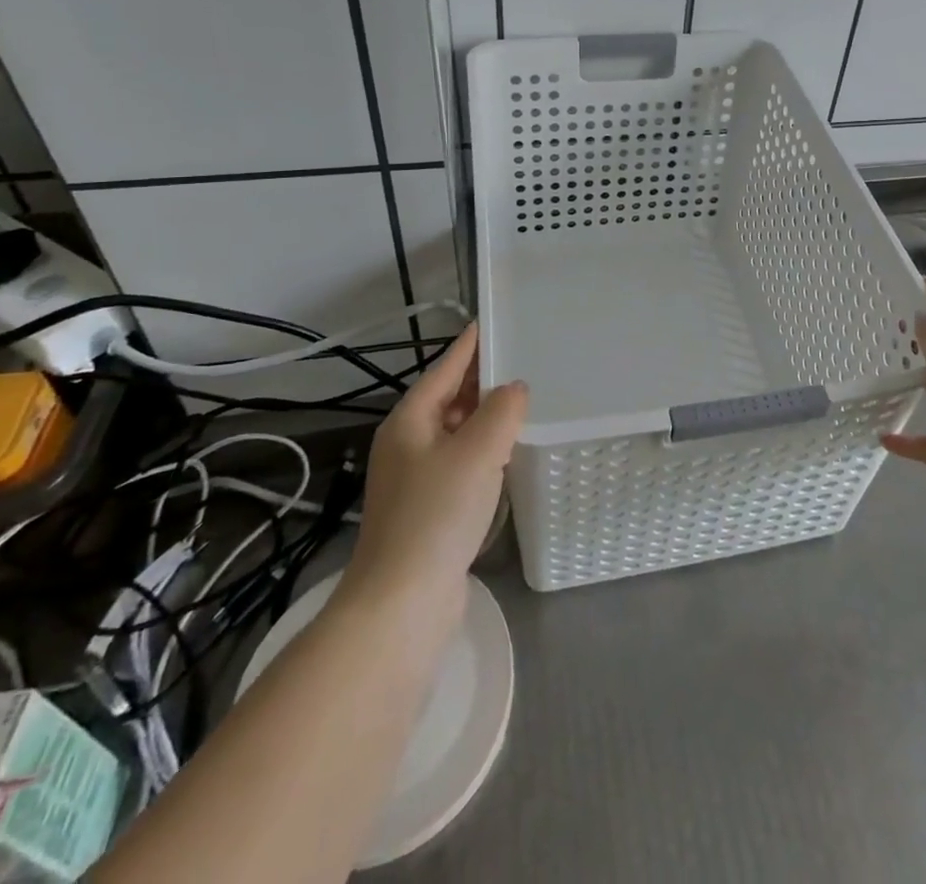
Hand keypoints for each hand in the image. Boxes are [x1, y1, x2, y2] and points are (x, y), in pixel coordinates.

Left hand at [342, 325, 527, 606]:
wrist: (402, 603)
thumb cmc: (437, 515)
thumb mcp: (477, 452)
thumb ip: (502, 411)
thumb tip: (515, 389)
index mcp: (409, 421)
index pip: (444, 369)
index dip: (469, 345)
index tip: (493, 322)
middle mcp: (407, 444)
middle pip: (448, 399)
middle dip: (481, 380)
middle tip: (523, 360)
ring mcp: (415, 479)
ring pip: (456, 433)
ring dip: (485, 417)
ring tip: (523, 402)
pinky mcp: (428, 509)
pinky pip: (461, 463)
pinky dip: (484, 451)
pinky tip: (507, 455)